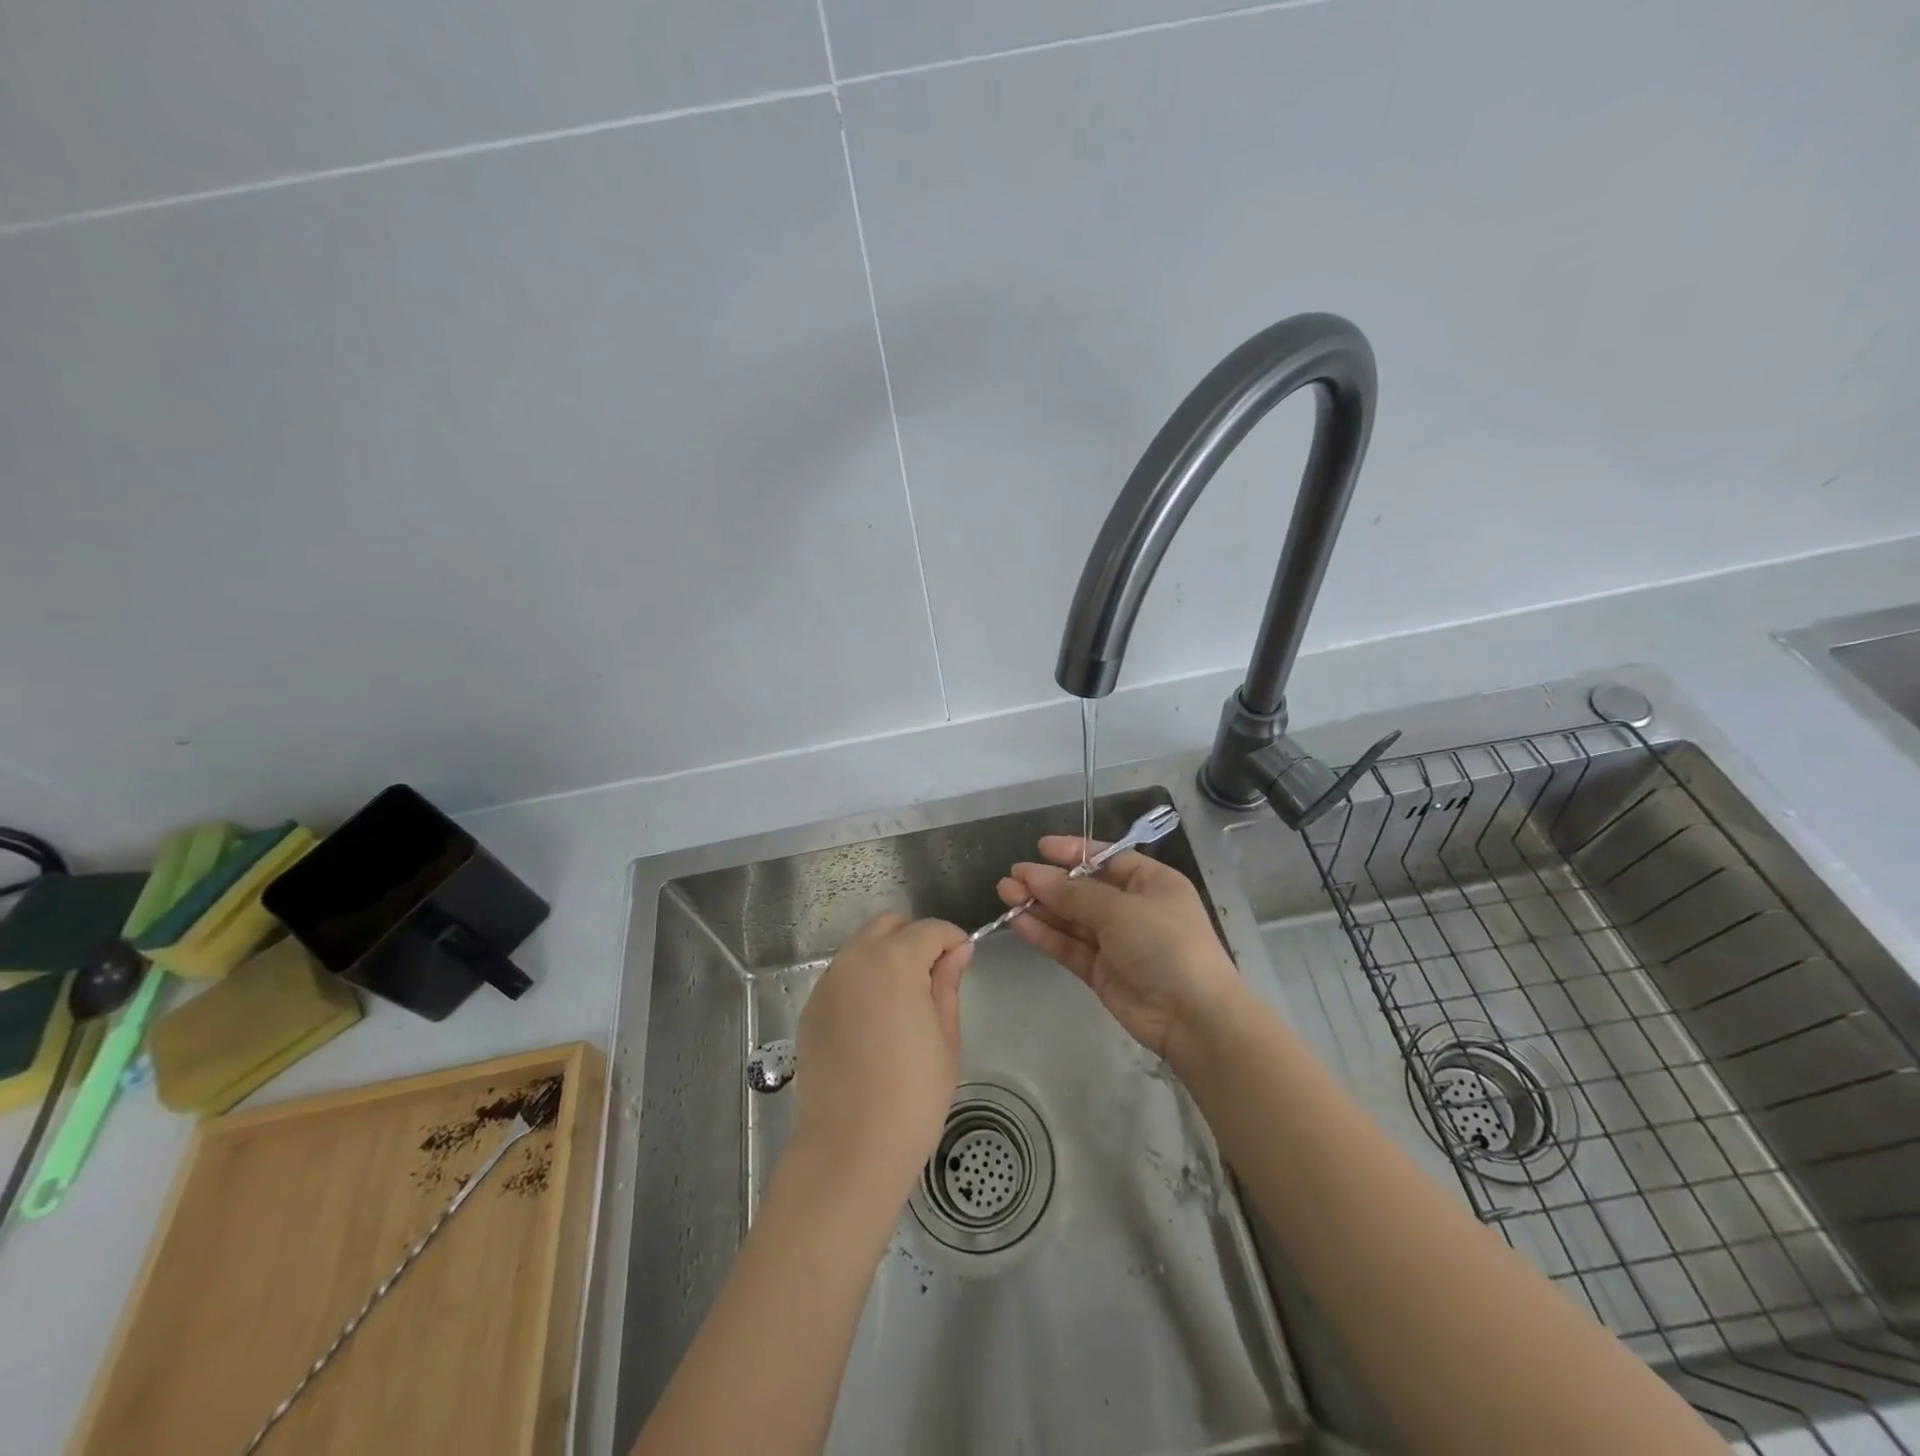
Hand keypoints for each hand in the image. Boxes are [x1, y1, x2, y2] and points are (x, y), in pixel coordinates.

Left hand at [789, 914, 972, 1198]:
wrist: (848, 1151)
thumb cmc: (912, 1097)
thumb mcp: (945, 1038)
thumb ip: (947, 985)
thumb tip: (956, 952)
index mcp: (893, 962)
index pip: (929, 929)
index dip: (952, 940)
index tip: (962, 962)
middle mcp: (854, 961)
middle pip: (888, 926)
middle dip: (915, 939)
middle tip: (933, 979)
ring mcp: (826, 984)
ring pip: (861, 949)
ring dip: (886, 958)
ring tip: (904, 1003)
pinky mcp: (810, 1010)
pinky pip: (842, 978)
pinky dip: (862, 982)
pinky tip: (874, 1023)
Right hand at [998, 836, 1241, 1061]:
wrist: (1192, 1016)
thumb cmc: (1164, 944)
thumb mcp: (1119, 909)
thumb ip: (1073, 894)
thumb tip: (1032, 875)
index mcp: (1150, 882)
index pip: (1106, 859)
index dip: (1073, 852)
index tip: (1040, 848)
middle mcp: (1133, 908)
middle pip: (1083, 889)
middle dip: (1048, 882)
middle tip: (1011, 877)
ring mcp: (1117, 942)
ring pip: (1071, 918)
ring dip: (1040, 906)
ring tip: (1005, 894)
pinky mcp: (1102, 971)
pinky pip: (1070, 946)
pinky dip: (1045, 934)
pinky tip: (1018, 922)